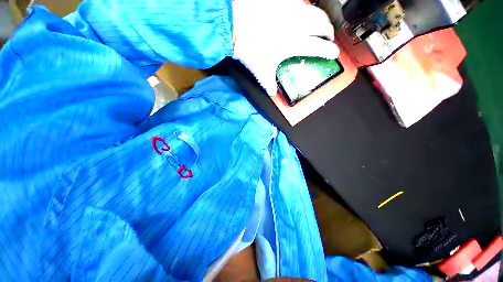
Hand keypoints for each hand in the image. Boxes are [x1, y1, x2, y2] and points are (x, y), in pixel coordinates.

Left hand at [232, 0, 339, 95]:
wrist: (236, 24)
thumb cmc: (250, 49)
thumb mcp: (261, 71)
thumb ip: (268, 84)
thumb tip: (271, 93)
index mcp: (294, 43)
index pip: (318, 46)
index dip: (329, 50)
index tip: (334, 53)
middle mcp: (297, 25)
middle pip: (321, 25)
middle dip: (329, 31)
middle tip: (329, 36)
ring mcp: (291, 10)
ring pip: (314, 11)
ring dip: (321, 17)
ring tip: (322, 22)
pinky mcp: (283, 1)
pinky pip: (300, 1)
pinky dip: (306, 7)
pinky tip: (303, 11)